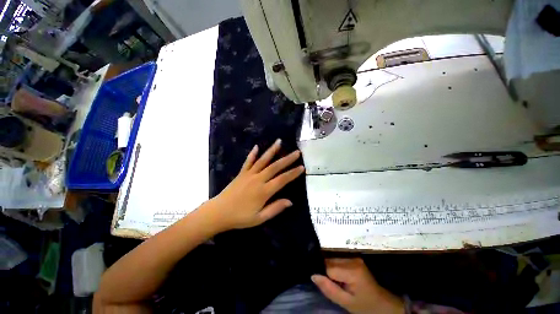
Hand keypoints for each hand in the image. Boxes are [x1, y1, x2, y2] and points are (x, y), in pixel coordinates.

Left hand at [211, 139, 304, 230]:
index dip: (293, 173)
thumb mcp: (259, 218)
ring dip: (272, 150)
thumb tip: (290, 202)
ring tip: (279, 141)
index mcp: (264, 191)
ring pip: (263, 160)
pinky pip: (248, 161)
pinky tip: (257, 146)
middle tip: (297, 152)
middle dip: (287, 159)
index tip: (302, 167)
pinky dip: (252, 154)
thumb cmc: (240, 217)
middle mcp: (258, 179)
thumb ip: (275, 208)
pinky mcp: (241, 173)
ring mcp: (249, 174)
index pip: (282, 180)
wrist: (218, 213)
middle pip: (275, 167)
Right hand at [312, 258, 404, 313]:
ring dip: (330, 268)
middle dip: (326, 271)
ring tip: (336, 281)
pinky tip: (339, 276)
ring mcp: (354, 257)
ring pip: (333, 259)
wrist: (382, 304)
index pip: (328, 267)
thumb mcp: (346, 303)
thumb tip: (313, 275)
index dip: (323, 275)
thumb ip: (329, 289)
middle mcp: (352, 259)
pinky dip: (335, 267)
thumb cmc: (365, 306)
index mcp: (352, 270)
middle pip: (330, 260)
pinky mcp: (354, 257)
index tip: (323, 282)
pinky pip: (338, 259)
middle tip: (330, 283)